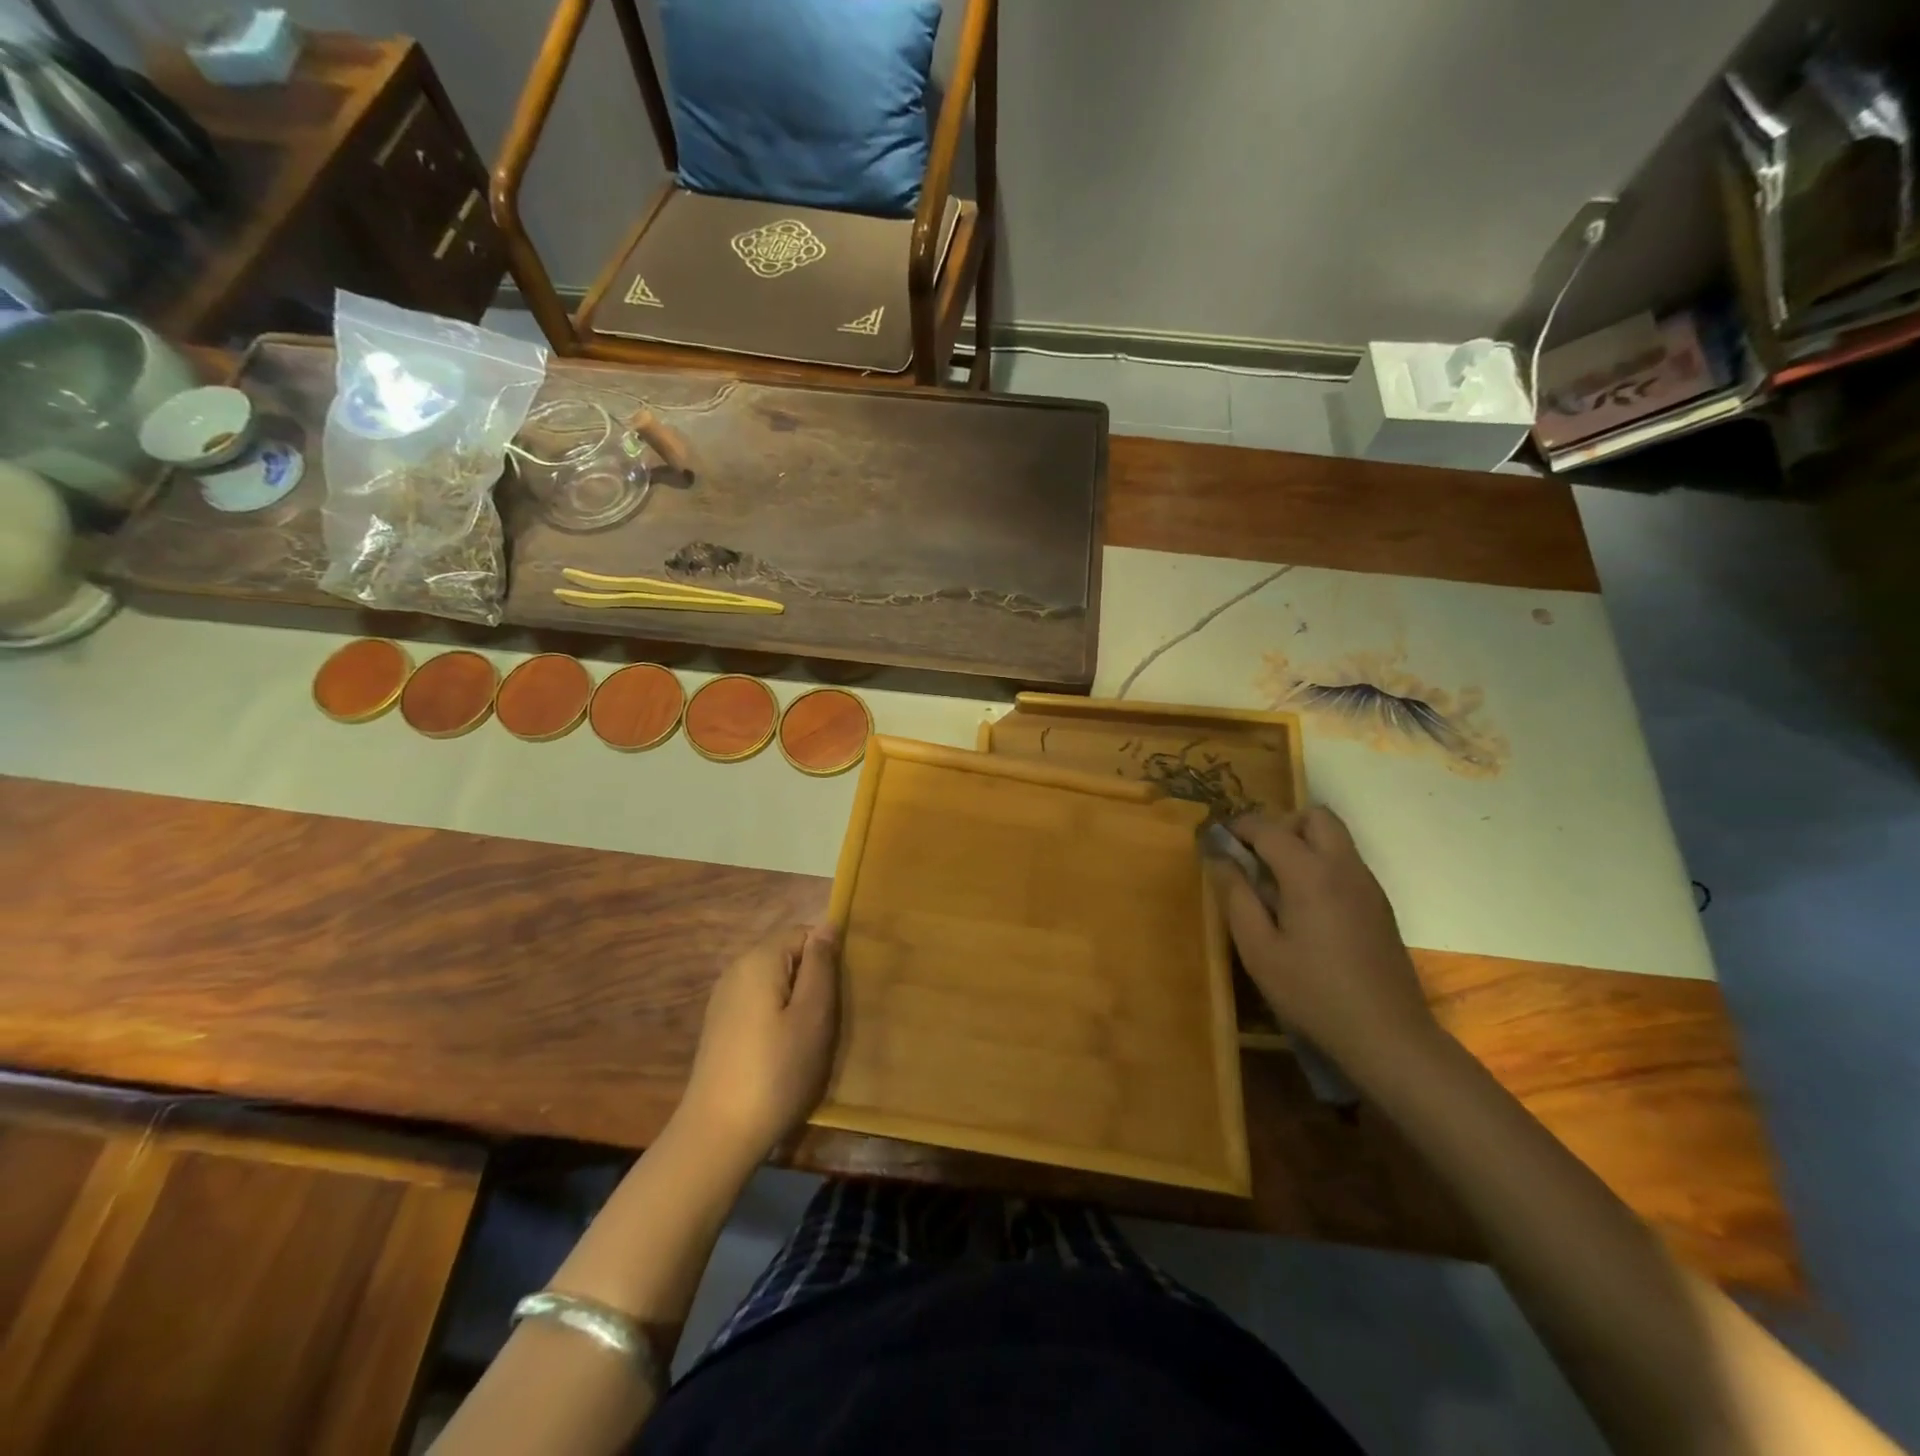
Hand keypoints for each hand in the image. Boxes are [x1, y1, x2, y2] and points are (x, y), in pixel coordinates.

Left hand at [679, 924, 839, 1164]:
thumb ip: (821, 965)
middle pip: (786, 956)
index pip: (803, 933)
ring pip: (774, 983)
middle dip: (812, 980)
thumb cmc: (776, 1071)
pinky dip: (777, 1019)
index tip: (839, 994)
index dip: (827, 957)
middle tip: (829, 1020)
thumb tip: (826, 926)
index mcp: (759, 960)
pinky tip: (784, 1053)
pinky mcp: (720, 1027)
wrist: (717, 1135)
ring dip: (796, 1002)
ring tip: (810, 1039)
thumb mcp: (813, 1015)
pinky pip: (759, 1005)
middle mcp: (736, 970)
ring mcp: (723, 1000)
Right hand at [1209, 808, 1439, 1072]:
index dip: (1238, 827)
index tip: (1215, 838)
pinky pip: (1346, 863)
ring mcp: (1367, 884)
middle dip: (1280, 824)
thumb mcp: (1258, 949)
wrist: (1388, 1035)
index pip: (1268, 828)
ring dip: (1302, 842)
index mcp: (1310, 873)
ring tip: (1275, 882)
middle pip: (1314, 816)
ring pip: (1335, 837)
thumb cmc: (1312, 992)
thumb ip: (1236, 896)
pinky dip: (1321, 864)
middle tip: (1255, 856)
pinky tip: (1304, 906)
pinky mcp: (1379, 904)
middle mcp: (1343, 866)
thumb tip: (1219, 857)